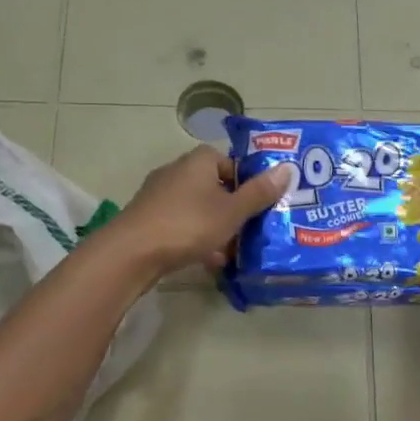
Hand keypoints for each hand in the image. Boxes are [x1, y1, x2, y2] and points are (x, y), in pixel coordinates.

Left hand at [110, 145, 293, 278]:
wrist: (132, 253)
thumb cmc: (188, 224)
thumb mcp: (232, 211)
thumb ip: (259, 192)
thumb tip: (287, 168)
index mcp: (199, 160)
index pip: (232, 162)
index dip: (250, 182)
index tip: (262, 204)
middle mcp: (178, 170)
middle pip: (215, 186)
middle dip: (234, 208)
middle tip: (253, 229)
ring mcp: (159, 195)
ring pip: (199, 208)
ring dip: (217, 227)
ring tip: (234, 249)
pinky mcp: (148, 218)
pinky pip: (182, 224)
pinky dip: (197, 238)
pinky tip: (209, 260)